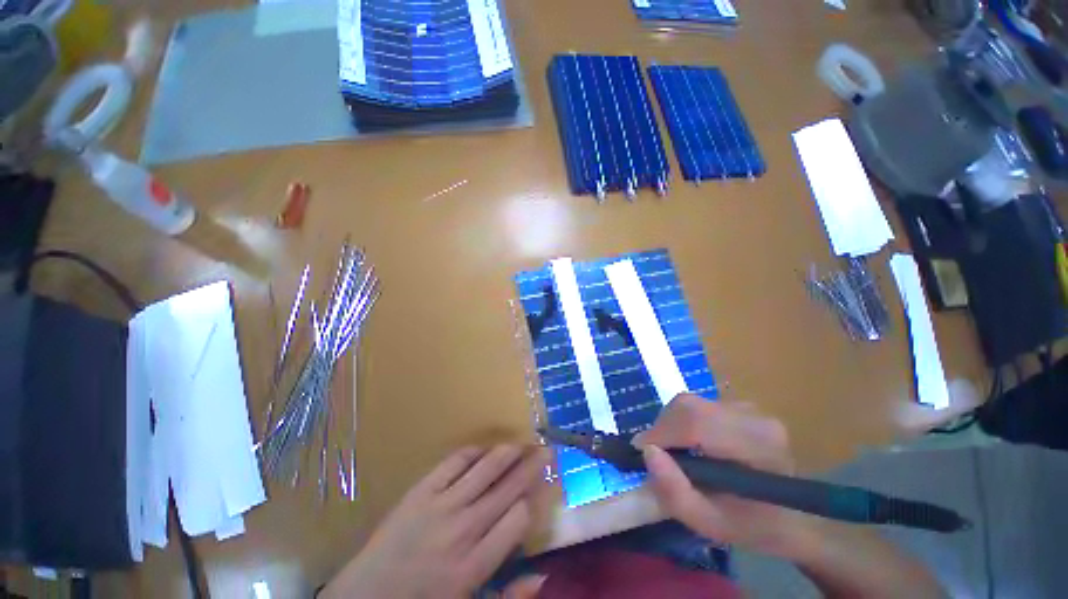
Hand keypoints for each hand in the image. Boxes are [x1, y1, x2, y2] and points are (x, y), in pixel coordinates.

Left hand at [321, 445, 547, 598]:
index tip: (541, 489)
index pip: (519, 518)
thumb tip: (543, 573)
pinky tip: (484, 449)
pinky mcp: (421, 490)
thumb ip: (509, 597)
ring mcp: (440, 505)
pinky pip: (454, 461)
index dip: (533, 500)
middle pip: (508, 488)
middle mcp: (463, 529)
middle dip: (531, 466)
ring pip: (485, 468)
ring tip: (522, 442)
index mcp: (475, 565)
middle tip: (547, 450)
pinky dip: (473, 452)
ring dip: (507, 452)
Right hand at [634, 394, 818, 559]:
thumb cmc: (754, 525)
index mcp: (757, 445)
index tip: (640, 450)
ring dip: (671, 423)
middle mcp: (754, 417)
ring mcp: (749, 408)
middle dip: (663, 426)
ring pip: (691, 402)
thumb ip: (675, 492)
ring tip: (672, 450)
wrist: (795, 519)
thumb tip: (647, 452)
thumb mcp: (710, 523)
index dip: (661, 432)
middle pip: (689, 406)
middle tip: (654, 452)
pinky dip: (682, 421)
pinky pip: (698, 405)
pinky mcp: (741, 407)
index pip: (696, 423)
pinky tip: (689, 442)